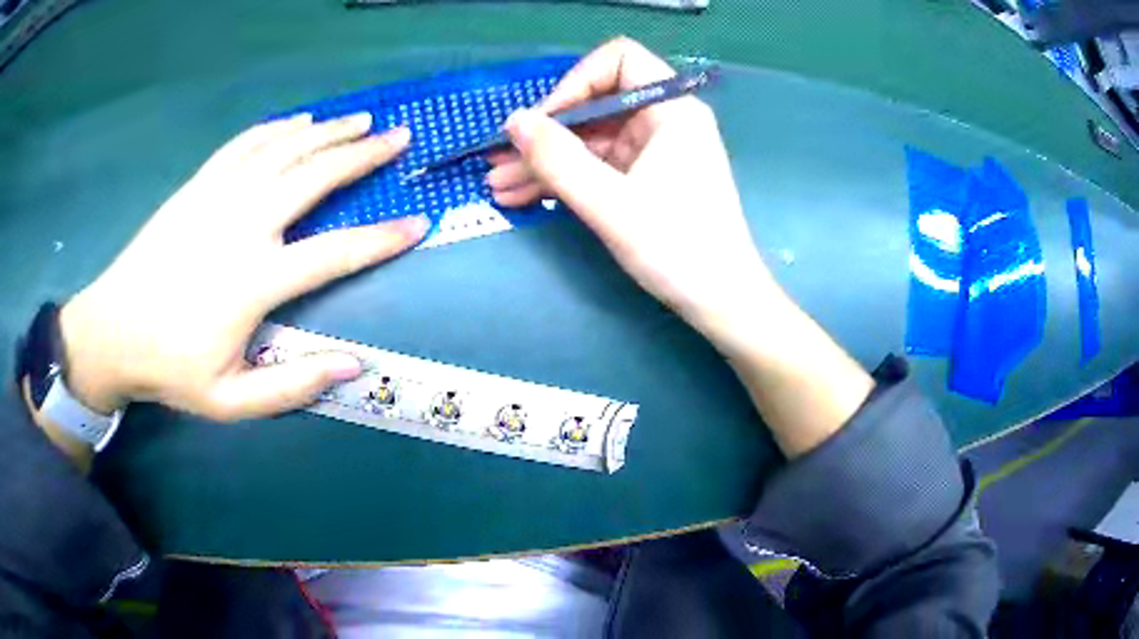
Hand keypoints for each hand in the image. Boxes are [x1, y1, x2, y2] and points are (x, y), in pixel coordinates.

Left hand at [58, 112, 428, 421]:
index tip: (418, 224)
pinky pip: (245, 145)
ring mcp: (217, 197)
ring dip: (327, 131)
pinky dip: (277, 128)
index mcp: (254, 280)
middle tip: (399, 137)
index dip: (382, 239)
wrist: (112, 331)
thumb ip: (292, 387)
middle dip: (362, 155)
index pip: (334, 253)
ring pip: (283, 150)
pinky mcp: (197, 186)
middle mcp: (242, 225)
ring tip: (361, 120)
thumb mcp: (231, 400)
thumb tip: (353, 365)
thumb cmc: (171, 368)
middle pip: (313, 176)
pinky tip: (298, 121)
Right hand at [487, 37, 777, 346]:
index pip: (618, 60)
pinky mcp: (646, 178)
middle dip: (546, 132)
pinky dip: (565, 178)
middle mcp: (663, 120)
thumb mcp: (610, 203)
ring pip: (590, 139)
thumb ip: (558, 159)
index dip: (574, 83)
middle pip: (596, 104)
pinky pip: (598, 165)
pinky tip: (524, 195)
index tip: (543, 122)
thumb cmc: (678, 248)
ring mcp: (654, 150)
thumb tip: (514, 121)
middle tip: (498, 160)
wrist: (722, 302)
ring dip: (545, 160)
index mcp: (670, 109)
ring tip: (499, 185)